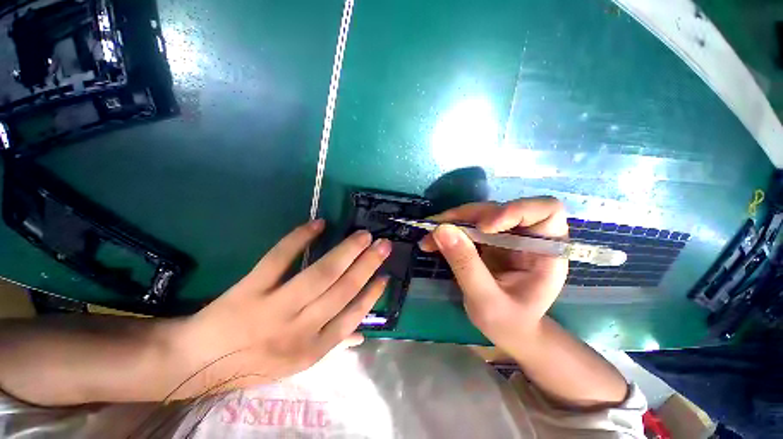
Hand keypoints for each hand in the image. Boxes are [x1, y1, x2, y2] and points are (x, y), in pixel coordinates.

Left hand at [169, 220, 390, 398]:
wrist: (198, 362)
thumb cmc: (253, 363)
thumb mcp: (296, 364)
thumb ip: (332, 344)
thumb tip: (362, 333)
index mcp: (311, 349)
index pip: (351, 316)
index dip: (371, 294)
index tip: (385, 275)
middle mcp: (298, 329)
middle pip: (341, 290)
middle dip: (367, 264)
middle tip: (383, 244)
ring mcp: (273, 308)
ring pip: (320, 274)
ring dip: (346, 251)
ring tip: (364, 235)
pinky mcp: (250, 289)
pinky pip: (279, 259)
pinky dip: (300, 239)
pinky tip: (319, 224)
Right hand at [419, 197, 567, 353]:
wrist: (508, 331)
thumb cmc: (509, 323)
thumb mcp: (486, 301)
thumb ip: (466, 265)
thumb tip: (441, 230)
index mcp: (546, 251)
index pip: (546, 210)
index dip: (515, 210)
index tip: (484, 228)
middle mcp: (527, 236)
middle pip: (499, 209)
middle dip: (467, 217)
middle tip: (437, 229)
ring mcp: (505, 236)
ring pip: (478, 214)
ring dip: (451, 222)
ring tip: (428, 238)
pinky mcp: (487, 240)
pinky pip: (466, 226)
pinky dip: (447, 231)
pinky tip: (431, 242)